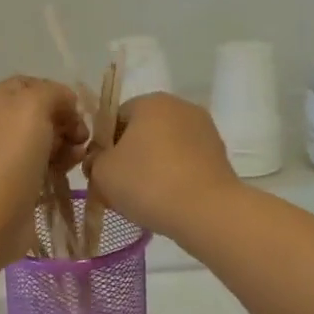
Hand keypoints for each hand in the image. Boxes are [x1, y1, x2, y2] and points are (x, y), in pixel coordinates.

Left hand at [0, 76, 88, 268]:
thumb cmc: (12, 153)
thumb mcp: (34, 104)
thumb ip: (55, 93)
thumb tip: (67, 105)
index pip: (32, 85)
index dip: (57, 93)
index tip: (76, 110)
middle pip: (41, 112)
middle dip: (66, 120)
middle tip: (81, 136)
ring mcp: (4, 154)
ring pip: (46, 139)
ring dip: (67, 143)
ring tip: (77, 157)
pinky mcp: (16, 181)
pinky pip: (44, 163)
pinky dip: (60, 164)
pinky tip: (69, 170)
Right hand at [85, 93, 242, 239]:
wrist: (207, 211)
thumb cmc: (148, 182)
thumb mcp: (103, 172)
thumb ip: (94, 160)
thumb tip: (100, 160)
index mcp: (151, 101)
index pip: (116, 118)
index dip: (104, 146)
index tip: (101, 173)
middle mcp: (180, 107)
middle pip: (142, 132)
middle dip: (128, 158)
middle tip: (118, 189)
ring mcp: (205, 130)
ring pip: (165, 148)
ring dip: (152, 168)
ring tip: (143, 200)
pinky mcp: (219, 154)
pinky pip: (186, 163)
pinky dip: (174, 177)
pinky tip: (167, 201)